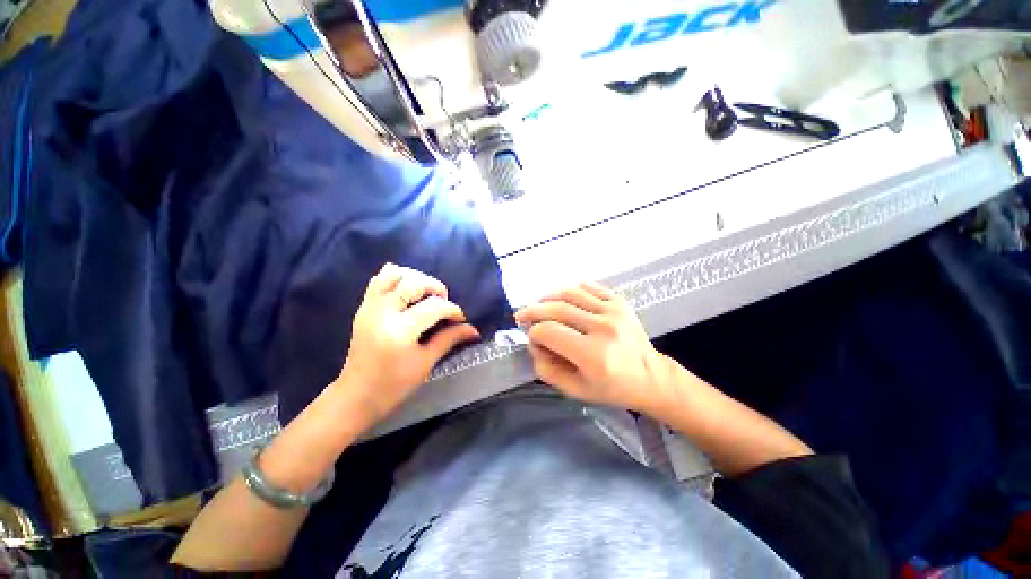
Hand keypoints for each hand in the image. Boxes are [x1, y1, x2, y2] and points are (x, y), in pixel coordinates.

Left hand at [335, 263, 479, 425]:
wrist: (357, 395)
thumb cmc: (395, 384)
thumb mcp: (426, 362)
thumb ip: (450, 339)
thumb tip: (473, 330)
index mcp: (400, 330)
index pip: (434, 306)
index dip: (452, 310)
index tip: (460, 319)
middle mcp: (382, 312)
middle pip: (414, 282)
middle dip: (435, 287)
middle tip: (443, 302)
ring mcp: (369, 307)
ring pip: (393, 274)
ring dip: (415, 278)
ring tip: (425, 294)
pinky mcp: (363, 307)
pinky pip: (378, 280)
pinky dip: (396, 279)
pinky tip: (407, 293)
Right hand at [514, 282, 670, 412]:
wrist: (650, 376)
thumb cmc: (611, 388)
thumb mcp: (574, 390)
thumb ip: (546, 368)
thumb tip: (533, 343)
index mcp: (592, 355)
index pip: (549, 332)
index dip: (534, 333)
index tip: (532, 339)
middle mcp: (603, 328)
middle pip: (556, 309)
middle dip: (533, 311)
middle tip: (522, 315)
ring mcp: (613, 311)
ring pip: (569, 294)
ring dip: (549, 298)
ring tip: (540, 305)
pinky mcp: (619, 302)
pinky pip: (588, 287)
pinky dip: (571, 290)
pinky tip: (565, 299)